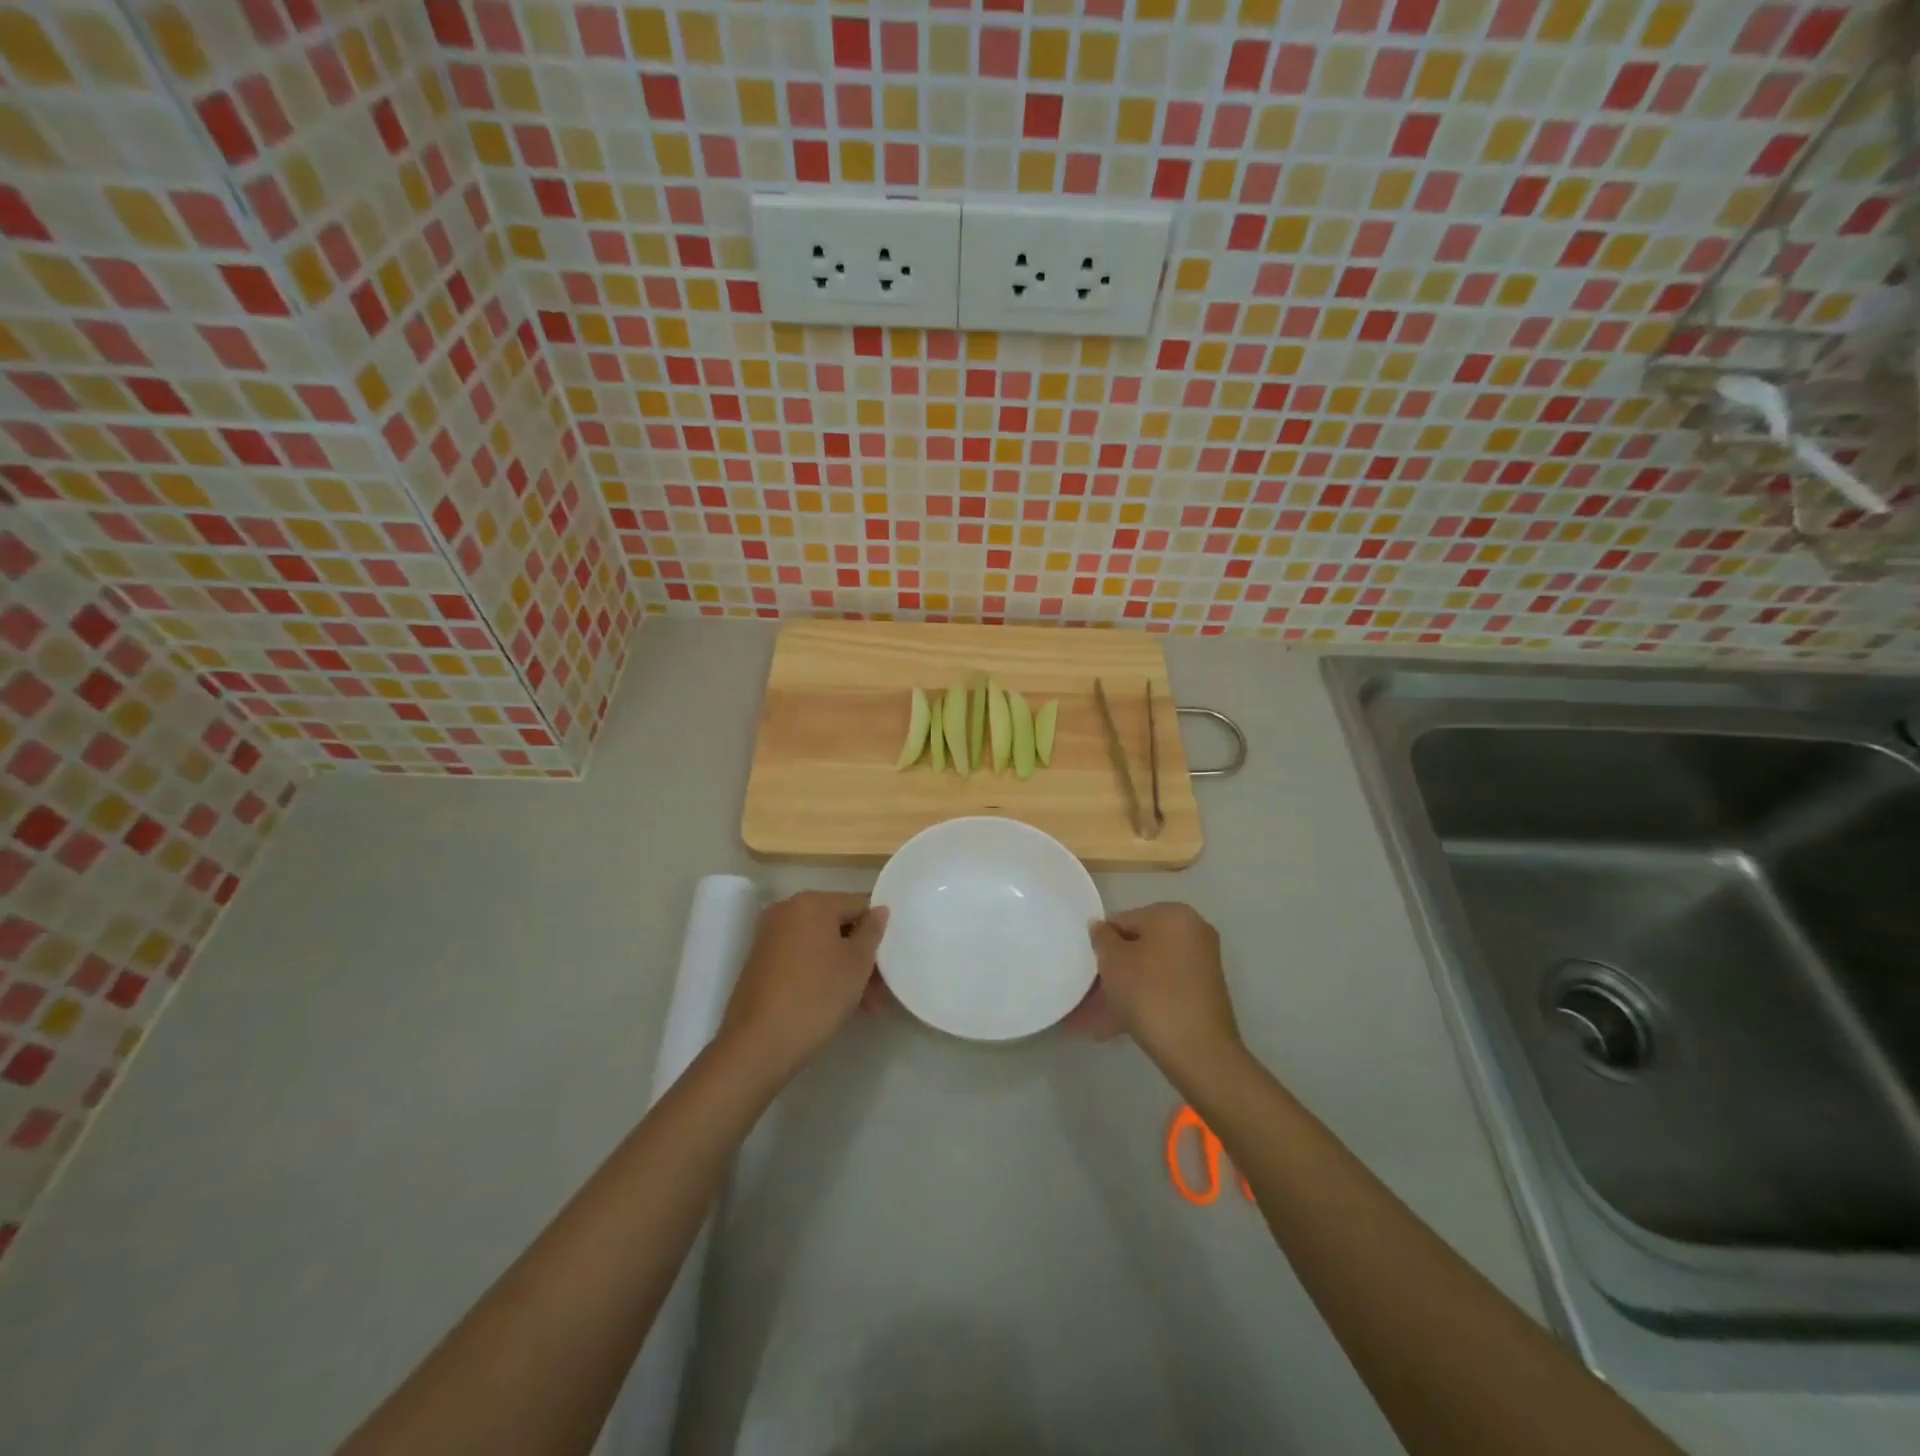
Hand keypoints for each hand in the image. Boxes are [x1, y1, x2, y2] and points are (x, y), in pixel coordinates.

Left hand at [719, 891, 886, 1083]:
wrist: (757, 1044)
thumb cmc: (816, 996)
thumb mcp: (857, 964)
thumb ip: (872, 932)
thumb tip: (879, 910)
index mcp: (811, 902)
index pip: (858, 905)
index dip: (877, 933)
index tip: (889, 963)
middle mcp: (787, 911)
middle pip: (838, 926)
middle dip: (861, 956)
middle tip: (879, 991)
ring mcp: (770, 937)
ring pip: (820, 947)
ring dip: (844, 970)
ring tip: (863, 1006)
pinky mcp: (760, 963)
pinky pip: (801, 960)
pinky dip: (821, 975)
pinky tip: (836, 1005)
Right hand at [1087, 903, 1240, 1083]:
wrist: (1199, 1051)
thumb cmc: (1149, 993)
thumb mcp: (1113, 961)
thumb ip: (1102, 938)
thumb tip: (1102, 929)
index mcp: (1172, 914)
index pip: (1122, 921)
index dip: (1100, 945)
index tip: (1085, 971)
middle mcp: (1192, 932)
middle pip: (1137, 948)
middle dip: (1111, 973)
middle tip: (1087, 998)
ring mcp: (1201, 965)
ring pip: (1148, 973)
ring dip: (1121, 993)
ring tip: (1095, 1024)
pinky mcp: (1204, 995)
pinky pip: (1162, 990)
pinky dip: (1140, 1003)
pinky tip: (1114, 1029)